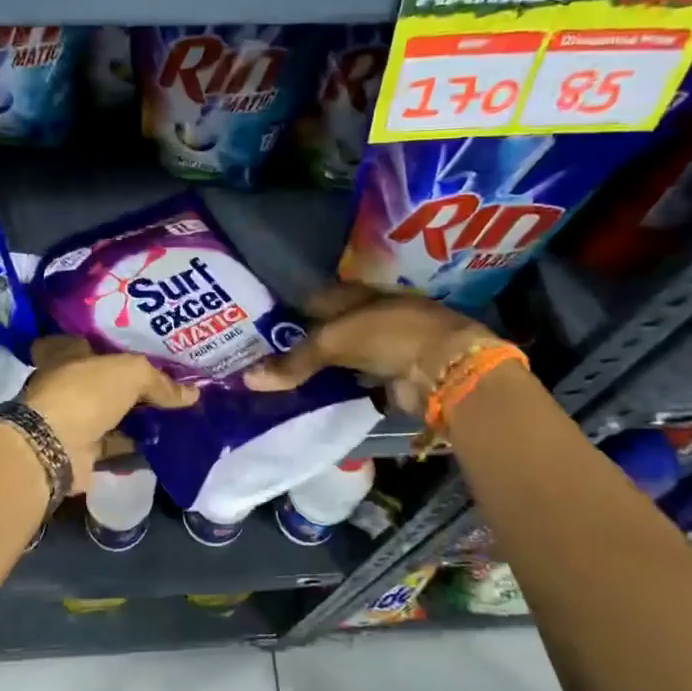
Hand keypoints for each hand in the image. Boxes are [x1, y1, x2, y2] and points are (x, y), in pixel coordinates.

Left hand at [21, 336, 198, 492]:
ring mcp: (73, 417)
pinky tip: (164, 442)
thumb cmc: (85, 393)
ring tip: (176, 414)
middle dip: (133, 383)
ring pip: (112, 412)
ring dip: (137, 416)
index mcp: (67, 353)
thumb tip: (192, 394)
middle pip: (105, 379)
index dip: (114, 343)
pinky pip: (116, 443)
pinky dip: (136, 444)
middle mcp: (67, 382)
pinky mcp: (82, 448)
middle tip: (171, 383)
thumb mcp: (131, 373)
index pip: (89, 341)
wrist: (54, 447)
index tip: (143, 348)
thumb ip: (160, 381)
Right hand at [243, 283, 493, 414]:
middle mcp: (368, 315)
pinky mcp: (390, 374)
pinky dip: (337, 388)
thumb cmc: (387, 335)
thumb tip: (248, 378)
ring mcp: (382, 345)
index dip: (288, 311)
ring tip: (282, 381)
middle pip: (326, 329)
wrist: (444, 367)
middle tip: (264, 359)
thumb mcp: (333, 341)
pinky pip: (354, 380)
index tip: (259, 329)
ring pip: (340, 356)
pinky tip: (312, 396)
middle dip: (301, 343)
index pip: (313, 299)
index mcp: (356, 294)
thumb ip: (293, 361)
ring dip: (320, 368)